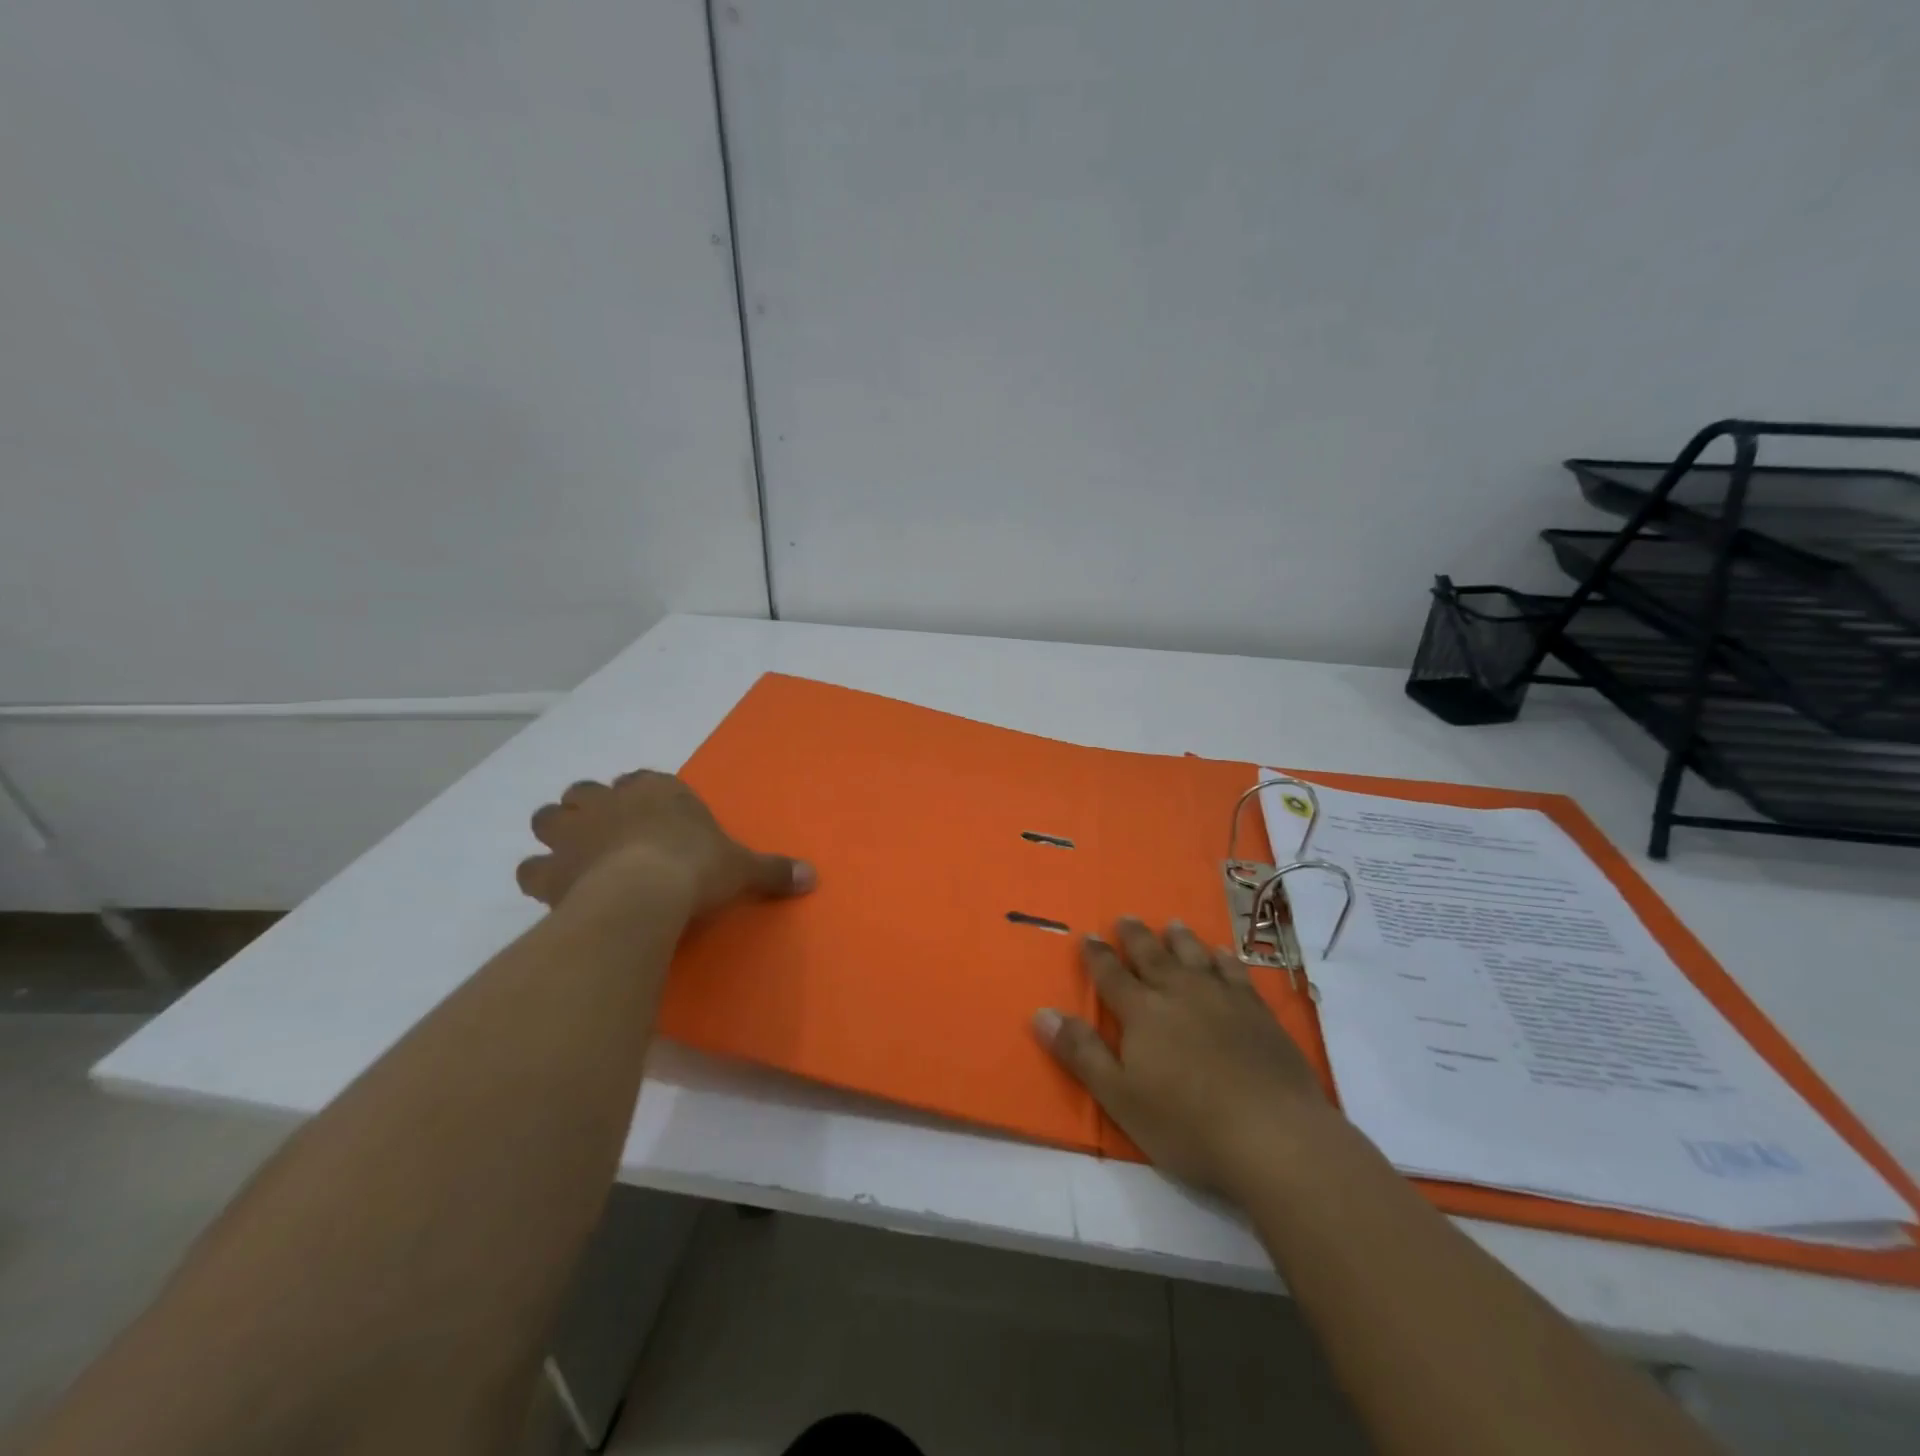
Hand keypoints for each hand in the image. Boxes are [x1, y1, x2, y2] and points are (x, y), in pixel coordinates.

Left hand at [515, 771, 814, 917]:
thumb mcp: (743, 869)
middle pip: (587, 791)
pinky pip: (531, 867)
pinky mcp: (551, 867)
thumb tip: (812, 877)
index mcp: (658, 790)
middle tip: (607, 834)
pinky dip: (540, 875)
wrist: (646, 894)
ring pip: (549, 817)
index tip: (652, 816)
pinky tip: (554, 890)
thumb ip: (773, 870)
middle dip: (593, 808)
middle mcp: (611, 801)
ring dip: (558, 832)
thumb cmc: (698, 868)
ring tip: (573, 855)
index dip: (644, 796)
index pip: (644, 780)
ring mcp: (575, 831)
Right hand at [1035, 918, 1330, 1197]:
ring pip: (1195, 956)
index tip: (1088, 936)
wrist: (1273, 1134)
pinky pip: (1235, 972)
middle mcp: (1179, 992)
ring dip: (1180, 939)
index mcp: (1142, 1012)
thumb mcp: (1119, 1096)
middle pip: (1152, 956)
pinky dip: (1225, 959)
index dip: (1097, 956)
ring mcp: (1222, 998)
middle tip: (1125, 918)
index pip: (1111, 975)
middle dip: (1135, 937)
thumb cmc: (1186, 1123)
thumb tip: (1042, 1013)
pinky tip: (1223, 954)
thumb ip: (1081, 1053)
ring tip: (1172, 925)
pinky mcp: (1258, 1012)